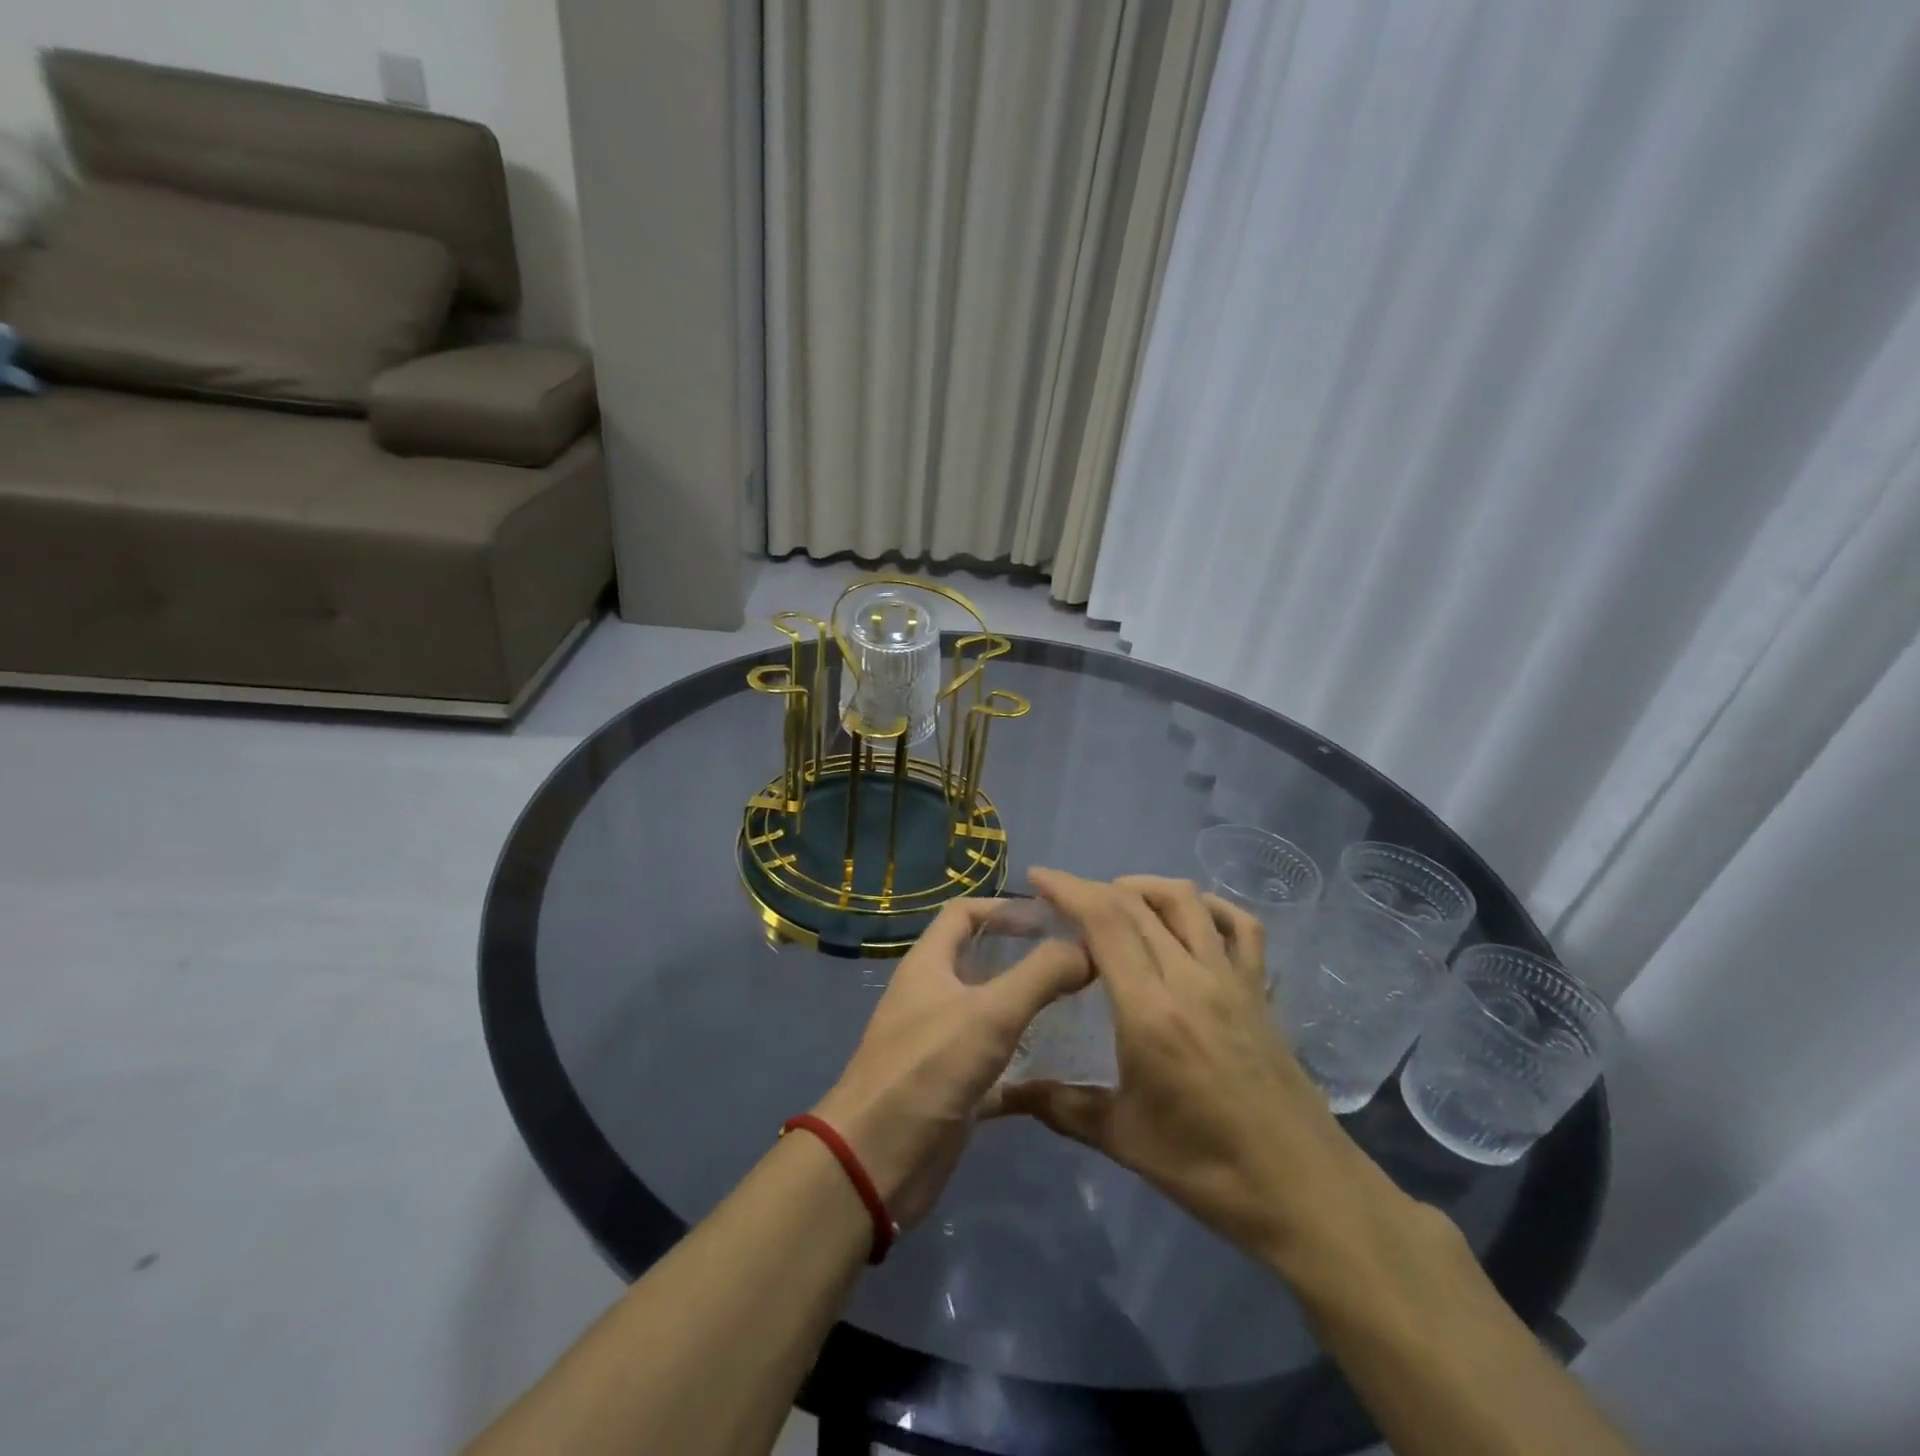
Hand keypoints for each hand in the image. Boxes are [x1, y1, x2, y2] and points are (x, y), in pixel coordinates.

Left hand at [814, 898, 1090, 1227]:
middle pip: (982, 961)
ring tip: (1083, 1008)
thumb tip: (1088, 947)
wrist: (875, 1162)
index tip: (1053, 918)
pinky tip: (1068, 1070)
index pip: (964, 913)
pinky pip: (998, 1066)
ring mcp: (943, 1044)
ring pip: (993, 1014)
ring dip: (1031, 1009)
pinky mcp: (955, 1088)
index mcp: (929, 964)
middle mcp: (934, 997)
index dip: (1005, 908)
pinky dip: (1028, 1065)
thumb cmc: (927, 1070)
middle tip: (1079, 962)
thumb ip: (1040, 975)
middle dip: (1026, 957)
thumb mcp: (989, 1014)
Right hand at [991, 870, 1383, 1261]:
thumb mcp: (1122, 1138)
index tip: (1038, 877)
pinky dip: (1210, 907)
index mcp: (1151, 1011)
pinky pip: (1241, 927)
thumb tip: (1002, 1094)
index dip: (1069, 889)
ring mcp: (1232, 980)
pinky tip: (1190, 918)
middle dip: (1094, 888)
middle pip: (1139, 905)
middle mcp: (1192, 979)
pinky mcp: (1259, 991)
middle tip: (1063, 899)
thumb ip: (1058, 1106)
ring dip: (1146, 888)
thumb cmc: (1207, 1169)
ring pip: (1188, 902)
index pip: (1106, 922)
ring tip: (1116, 902)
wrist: (1305, 1193)